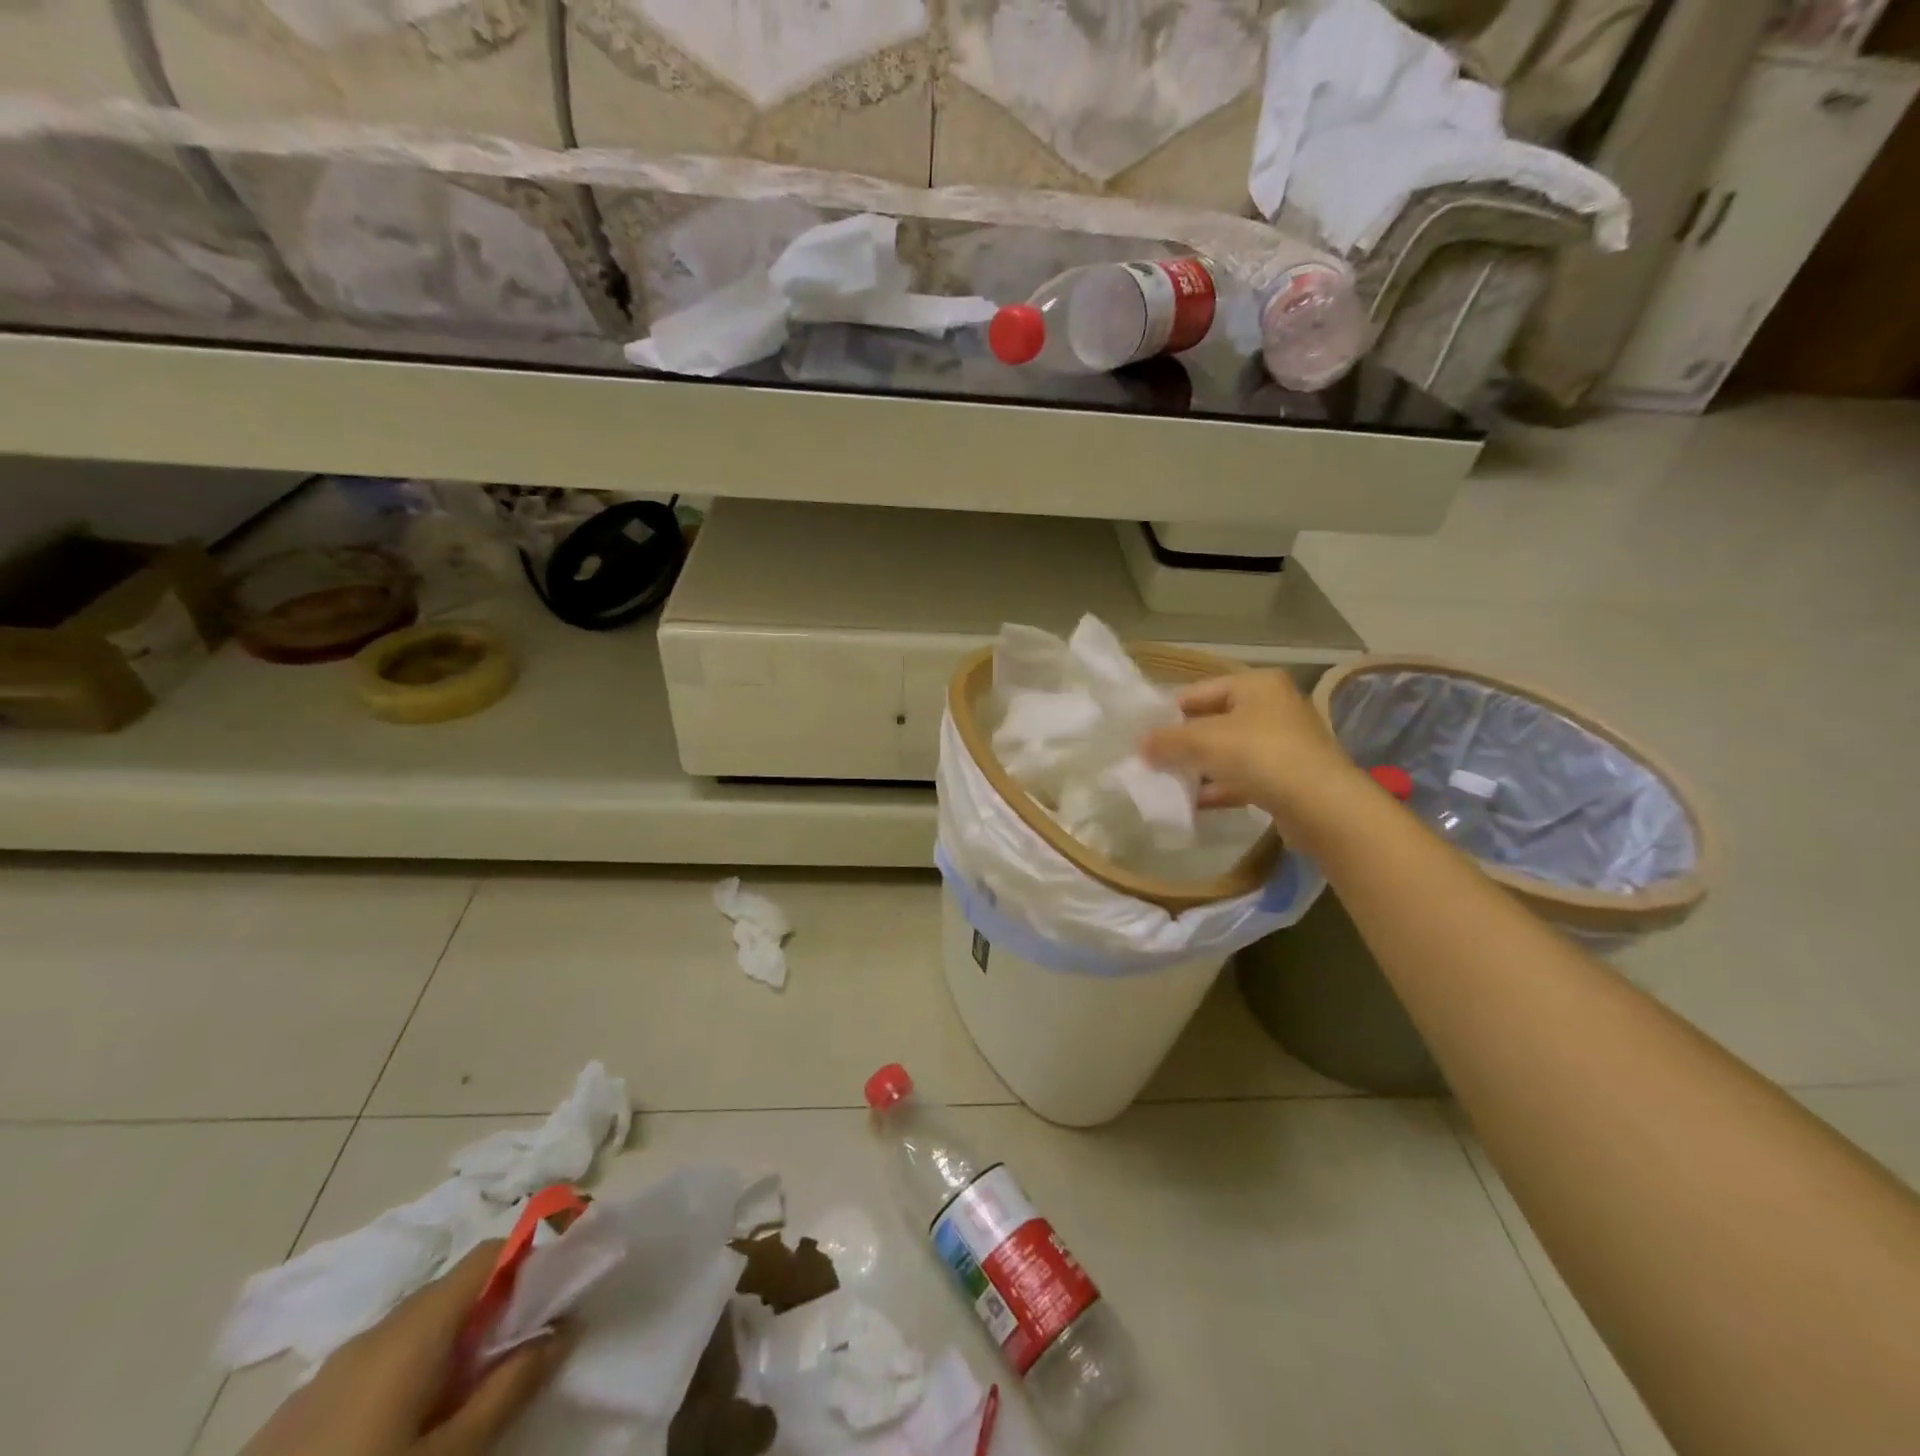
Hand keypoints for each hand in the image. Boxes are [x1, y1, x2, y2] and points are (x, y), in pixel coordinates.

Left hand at [241, 1241, 573, 1455]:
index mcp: (414, 1327)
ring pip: (414, 1328)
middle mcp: (374, 1331)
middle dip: (498, 1303)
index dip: (533, 1252)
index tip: (565, 1274)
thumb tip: (565, 1326)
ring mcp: (328, 1371)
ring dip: (455, 1340)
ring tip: (475, 1385)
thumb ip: (512, 1385)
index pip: (490, 1252)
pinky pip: (376, 1363)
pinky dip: (413, 1368)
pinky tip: (412, 1419)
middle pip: (454, 1289)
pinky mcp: (298, 1411)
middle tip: (529, 1340)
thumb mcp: (453, 1455)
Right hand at [1143, 670, 1361, 834]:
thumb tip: (1141, 745)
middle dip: (1182, 743)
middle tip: (1150, 761)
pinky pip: (1241, 778)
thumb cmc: (1261, 755)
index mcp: (1256, 685)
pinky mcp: (1285, 778)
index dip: (1168, 713)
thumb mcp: (1204, 740)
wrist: (1322, 805)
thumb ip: (1168, 740)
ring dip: (1198, 768)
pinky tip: (1193, 804)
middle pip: (1213, 721)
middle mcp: (1272, 707)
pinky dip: (1218, 788)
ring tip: (1166, 783)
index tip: (1142, 736)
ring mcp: (1282, 744)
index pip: (1198, 691)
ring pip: (1227, 752)